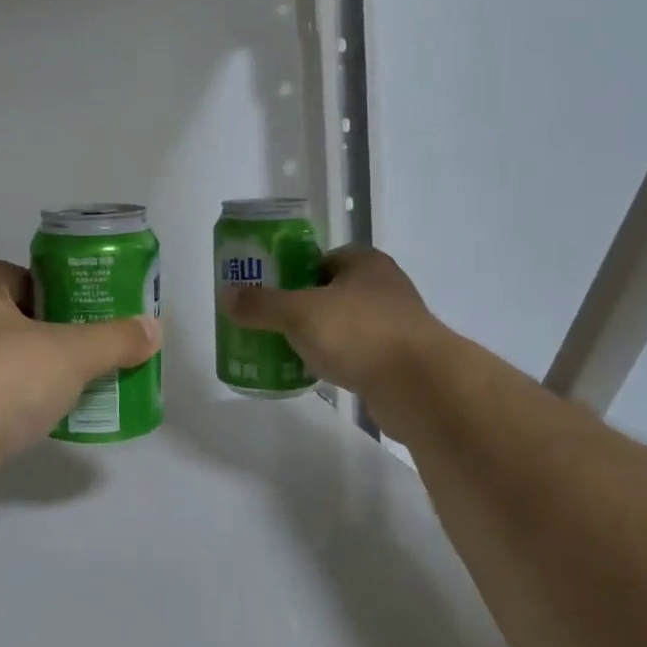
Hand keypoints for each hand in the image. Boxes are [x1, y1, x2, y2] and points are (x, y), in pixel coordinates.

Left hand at [0, 260, 160, 474]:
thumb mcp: (71, 353)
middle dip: (55, 338)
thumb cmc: (0, 378)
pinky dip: (13, 408)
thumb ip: (114, 340)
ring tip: (76, 390)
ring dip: (35, 376)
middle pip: (17, 321)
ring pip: (2, 363)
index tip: (93, 316)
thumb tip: (153, 330)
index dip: (63, 293)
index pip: (27, 277)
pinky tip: (41, 423)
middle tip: (93, 354)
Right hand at [221, 245, 441, 405]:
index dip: (290, 272)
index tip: (265, 292)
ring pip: (342, 325)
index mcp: (364, 263)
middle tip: (267, 322)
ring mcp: (394, 326)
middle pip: (329, 292)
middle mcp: (383, 287)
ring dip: (317, 336)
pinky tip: (312, 374)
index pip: (319, 259)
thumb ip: (262, 304)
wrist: (421, 387)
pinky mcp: (397, 361)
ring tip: (282, 349)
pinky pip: (355, 355)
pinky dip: (335, 361)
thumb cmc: (360, 333)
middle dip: (299, 307)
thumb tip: (225, 296)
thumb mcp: (300, 313)